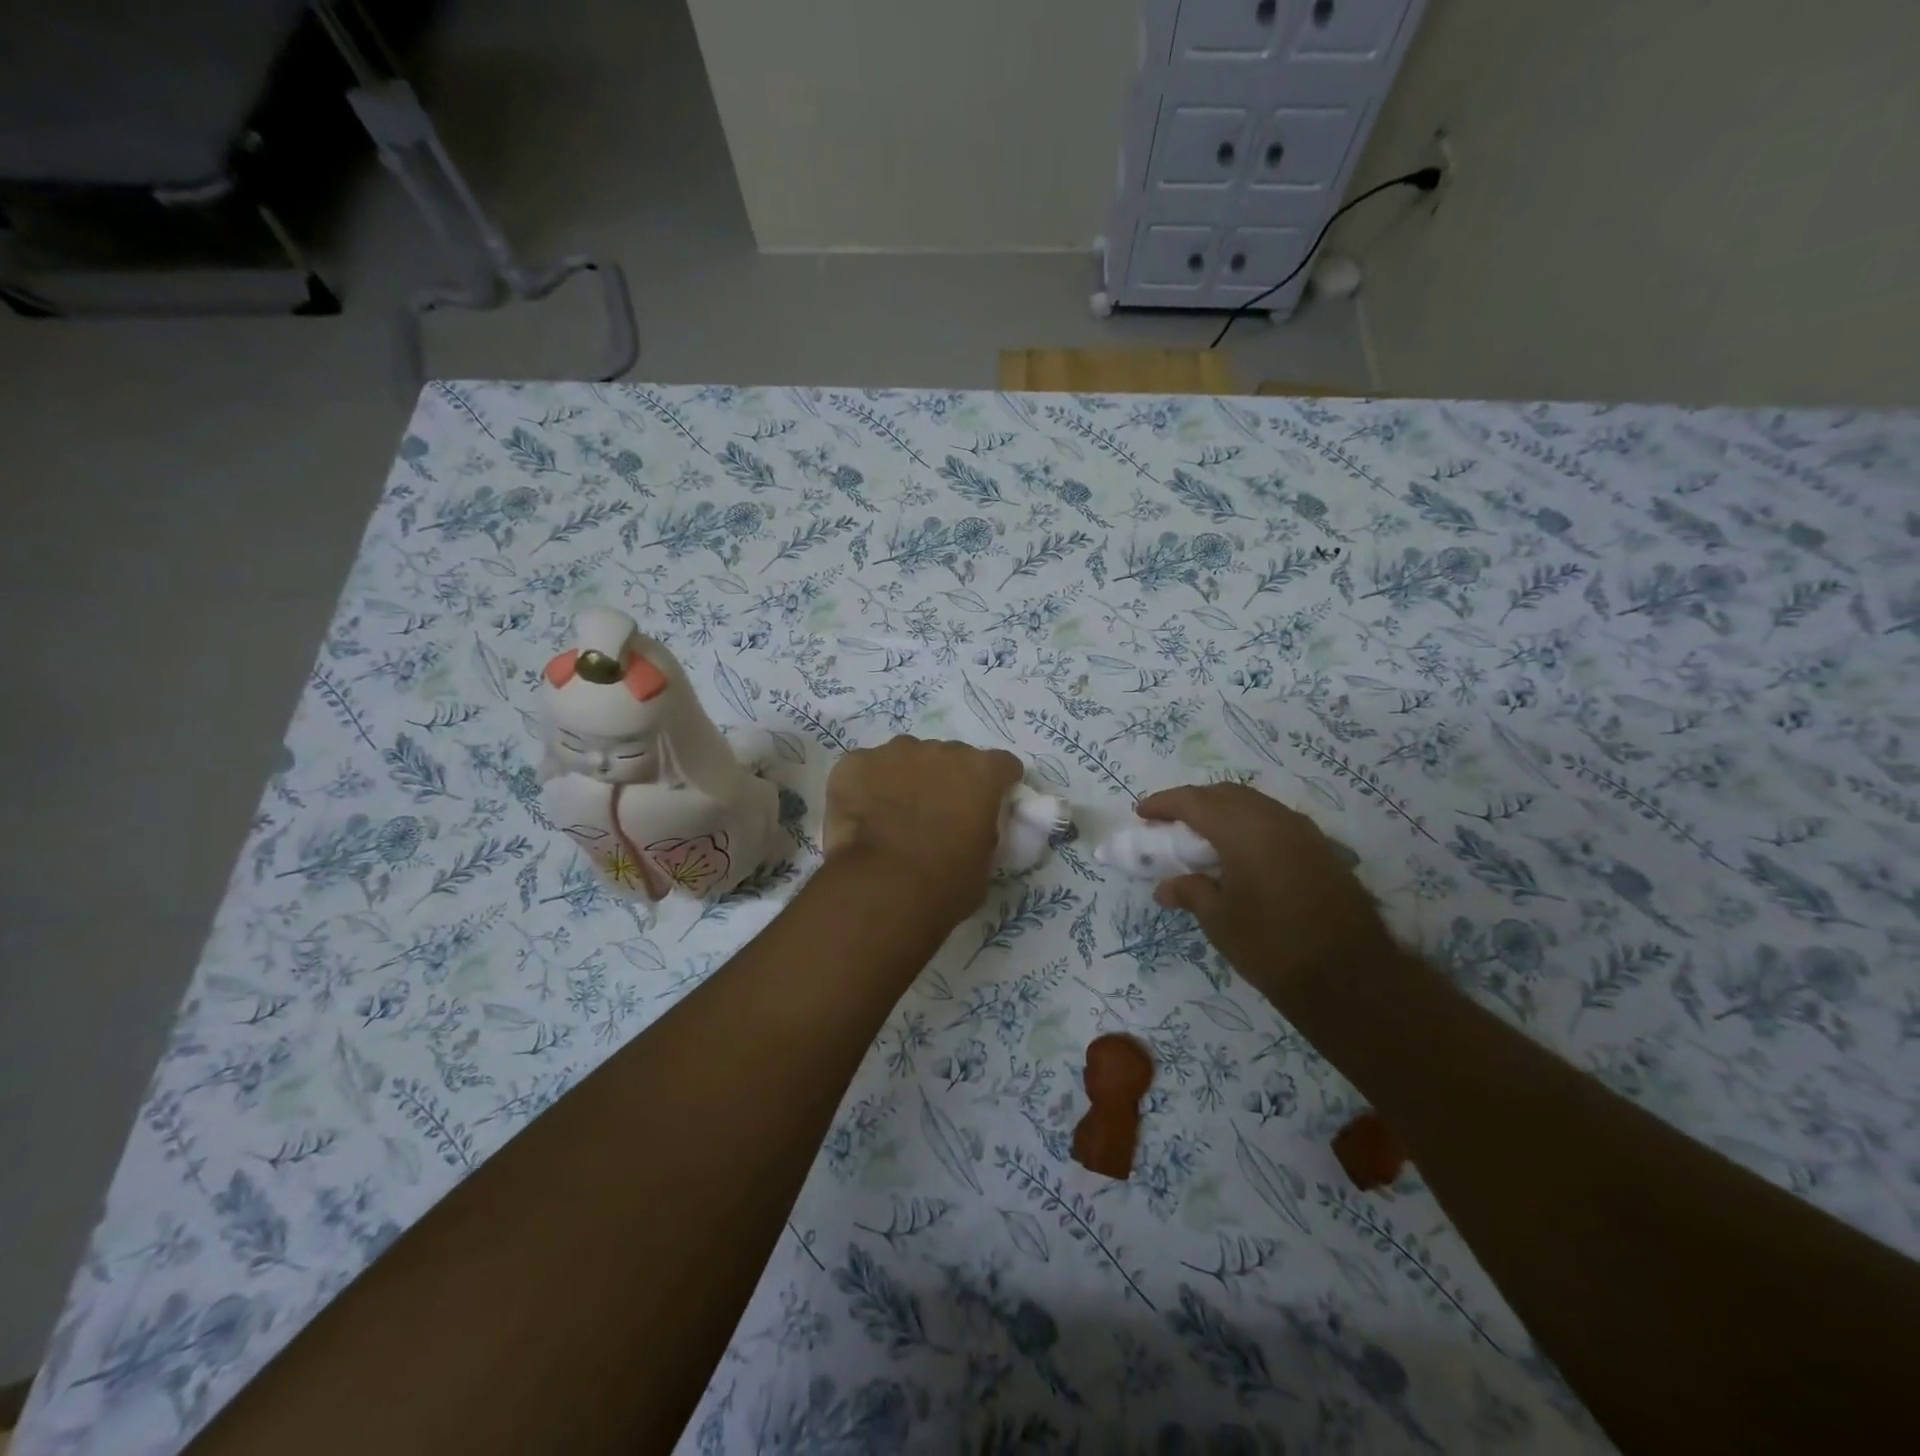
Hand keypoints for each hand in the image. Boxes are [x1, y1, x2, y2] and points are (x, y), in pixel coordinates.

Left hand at [824, 737, 1023, 926]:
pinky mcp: (855, 762)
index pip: (1001, 765)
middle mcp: (941, 750)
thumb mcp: (984, 863)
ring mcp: (895, 752)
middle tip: (935, 815)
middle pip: (950, 757)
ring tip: (892, 815)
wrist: (883, 888)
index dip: (996, 785)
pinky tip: (860, 816)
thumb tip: (971, 830)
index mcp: (981, 772)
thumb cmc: (944, 884)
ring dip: (905, 778)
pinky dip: (865, 786)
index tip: (987, 806)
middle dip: (946, 780)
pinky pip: (865, 768)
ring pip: (906, 757)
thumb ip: (983, 832)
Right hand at [1137, 783, 1397, 1005]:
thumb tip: (1166, 887)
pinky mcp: (1321, 848)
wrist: (1350, 975)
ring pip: (1253, 804)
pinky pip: (1274, 820)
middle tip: (1170, 824)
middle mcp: (1273, 818)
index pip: (1194, 801)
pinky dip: (1249, 825)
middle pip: (1225, 794)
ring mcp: (1302, 831)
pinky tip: (1241, 852)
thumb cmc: (1272, 945)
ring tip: (1203, 837)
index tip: (1142, 813)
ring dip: (1223, 811)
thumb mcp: (1220, 921)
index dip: (1164, 803)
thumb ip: (1191, 892)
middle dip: (1194, 803)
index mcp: (1242, 829)